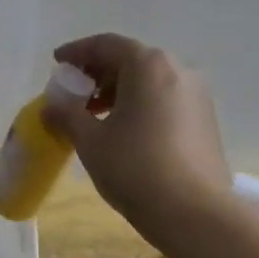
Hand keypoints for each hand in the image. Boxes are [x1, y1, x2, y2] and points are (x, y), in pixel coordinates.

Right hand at [42, 33, 231, 241]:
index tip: (57, 63)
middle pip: (131, 60)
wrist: (194, 212)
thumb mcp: (91, 141)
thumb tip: (52, 104)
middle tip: (75, 93)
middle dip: (99, 73)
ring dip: (120, 91)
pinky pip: (166, 100)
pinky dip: (142, 105)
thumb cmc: (135, 168)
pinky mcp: (206, 120)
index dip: (77, 52)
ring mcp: (197, 95)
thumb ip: (67, 115)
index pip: (106, 45)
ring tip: (96, 116)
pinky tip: (126, 131)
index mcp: (148, 65)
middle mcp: (178, 69)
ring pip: (151, 81)